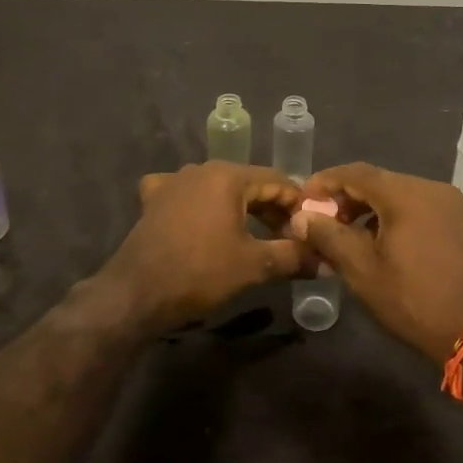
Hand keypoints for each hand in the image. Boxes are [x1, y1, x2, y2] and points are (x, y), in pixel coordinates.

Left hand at [97, 162, 307, 330]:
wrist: (136, 293)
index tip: (311, 229)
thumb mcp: (254, 265)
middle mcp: (201, 169)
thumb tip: (326, 260)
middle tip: (289, 238)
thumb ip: (293, 257)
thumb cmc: (200, 272)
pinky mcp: (153, 200)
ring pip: (218, 189)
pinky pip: (185, 195)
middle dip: (271, 209)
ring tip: (255, 235)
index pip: (277, 181)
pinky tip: (201, 221)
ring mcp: (173, 182)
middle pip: (248, 183)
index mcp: (228, 175)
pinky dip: (200, 206)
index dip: (298, 205)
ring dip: (240, 209)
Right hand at [295, 163, 462, 364]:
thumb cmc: (414, 300)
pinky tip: (386, 244)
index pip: (355, 172)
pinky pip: (422, 209)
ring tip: (350, 237)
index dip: (325, 182)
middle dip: (347, 198)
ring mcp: (453, 205)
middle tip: (324, 222)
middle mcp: (432, 188)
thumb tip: (302, 217)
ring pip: (401, 195)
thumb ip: (329, 236)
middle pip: (380, 181)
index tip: (303, 200)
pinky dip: (397, 218)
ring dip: (372, 210)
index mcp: (406, 193)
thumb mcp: (363, 270)